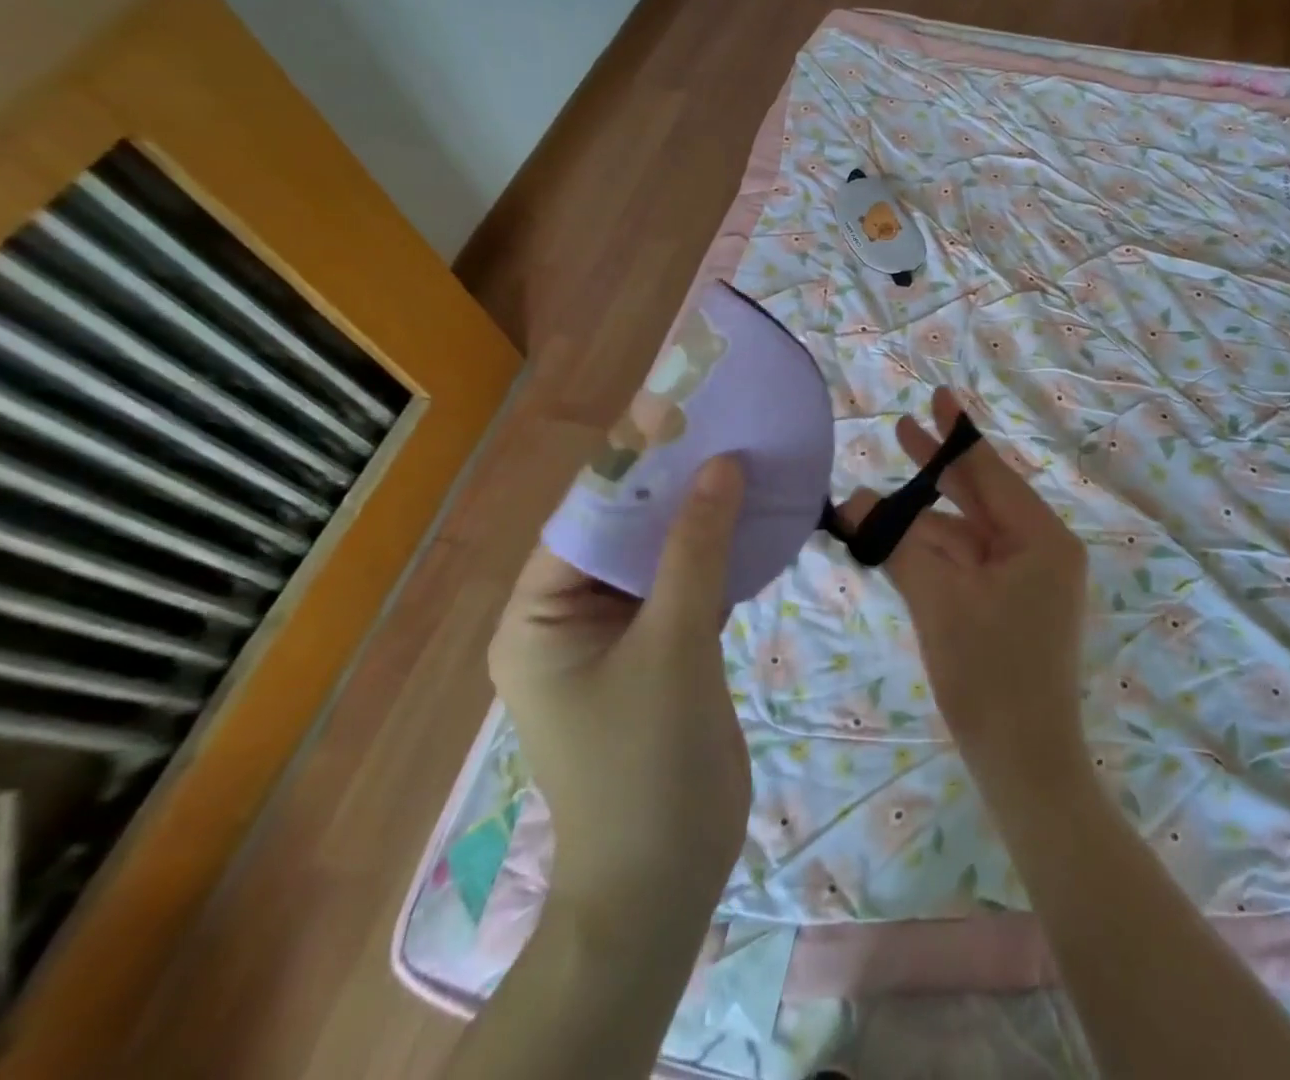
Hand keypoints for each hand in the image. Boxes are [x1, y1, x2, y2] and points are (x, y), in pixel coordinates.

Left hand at [488, 456, 750, 914]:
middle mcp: (567, 619)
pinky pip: (680, 589)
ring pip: (657, 559)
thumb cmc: (647, 760)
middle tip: (723, 431)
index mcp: (539, 615)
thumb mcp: (672, 643)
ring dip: (696, 520)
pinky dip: (712, 559)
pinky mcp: (656, 656)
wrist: (666, 877)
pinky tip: (751, 524)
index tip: (682, 413)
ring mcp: (614, 639)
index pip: (585, 516)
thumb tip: (722, 465)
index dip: (633, 464)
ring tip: (743, 464)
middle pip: (622, 533)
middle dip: (671, 488)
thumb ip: (695, 549)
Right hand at [840, 387, 1089, 795]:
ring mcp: (1027, 578)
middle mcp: (1041, 549)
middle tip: (901, 429)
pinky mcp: (1011, 603)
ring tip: (870, 500)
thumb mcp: (939, 600)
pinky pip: (968, 562)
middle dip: (937, 469)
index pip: (991, 473)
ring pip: (967, 532)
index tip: (937, 395)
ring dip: (922, 519)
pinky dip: (933, 551)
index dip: (958, 435)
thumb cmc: (988, 677)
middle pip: (981, 496)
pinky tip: (893, 538)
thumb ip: (899, 544)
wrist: (1024, 766)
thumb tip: (856, 503)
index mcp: (1041, 538)